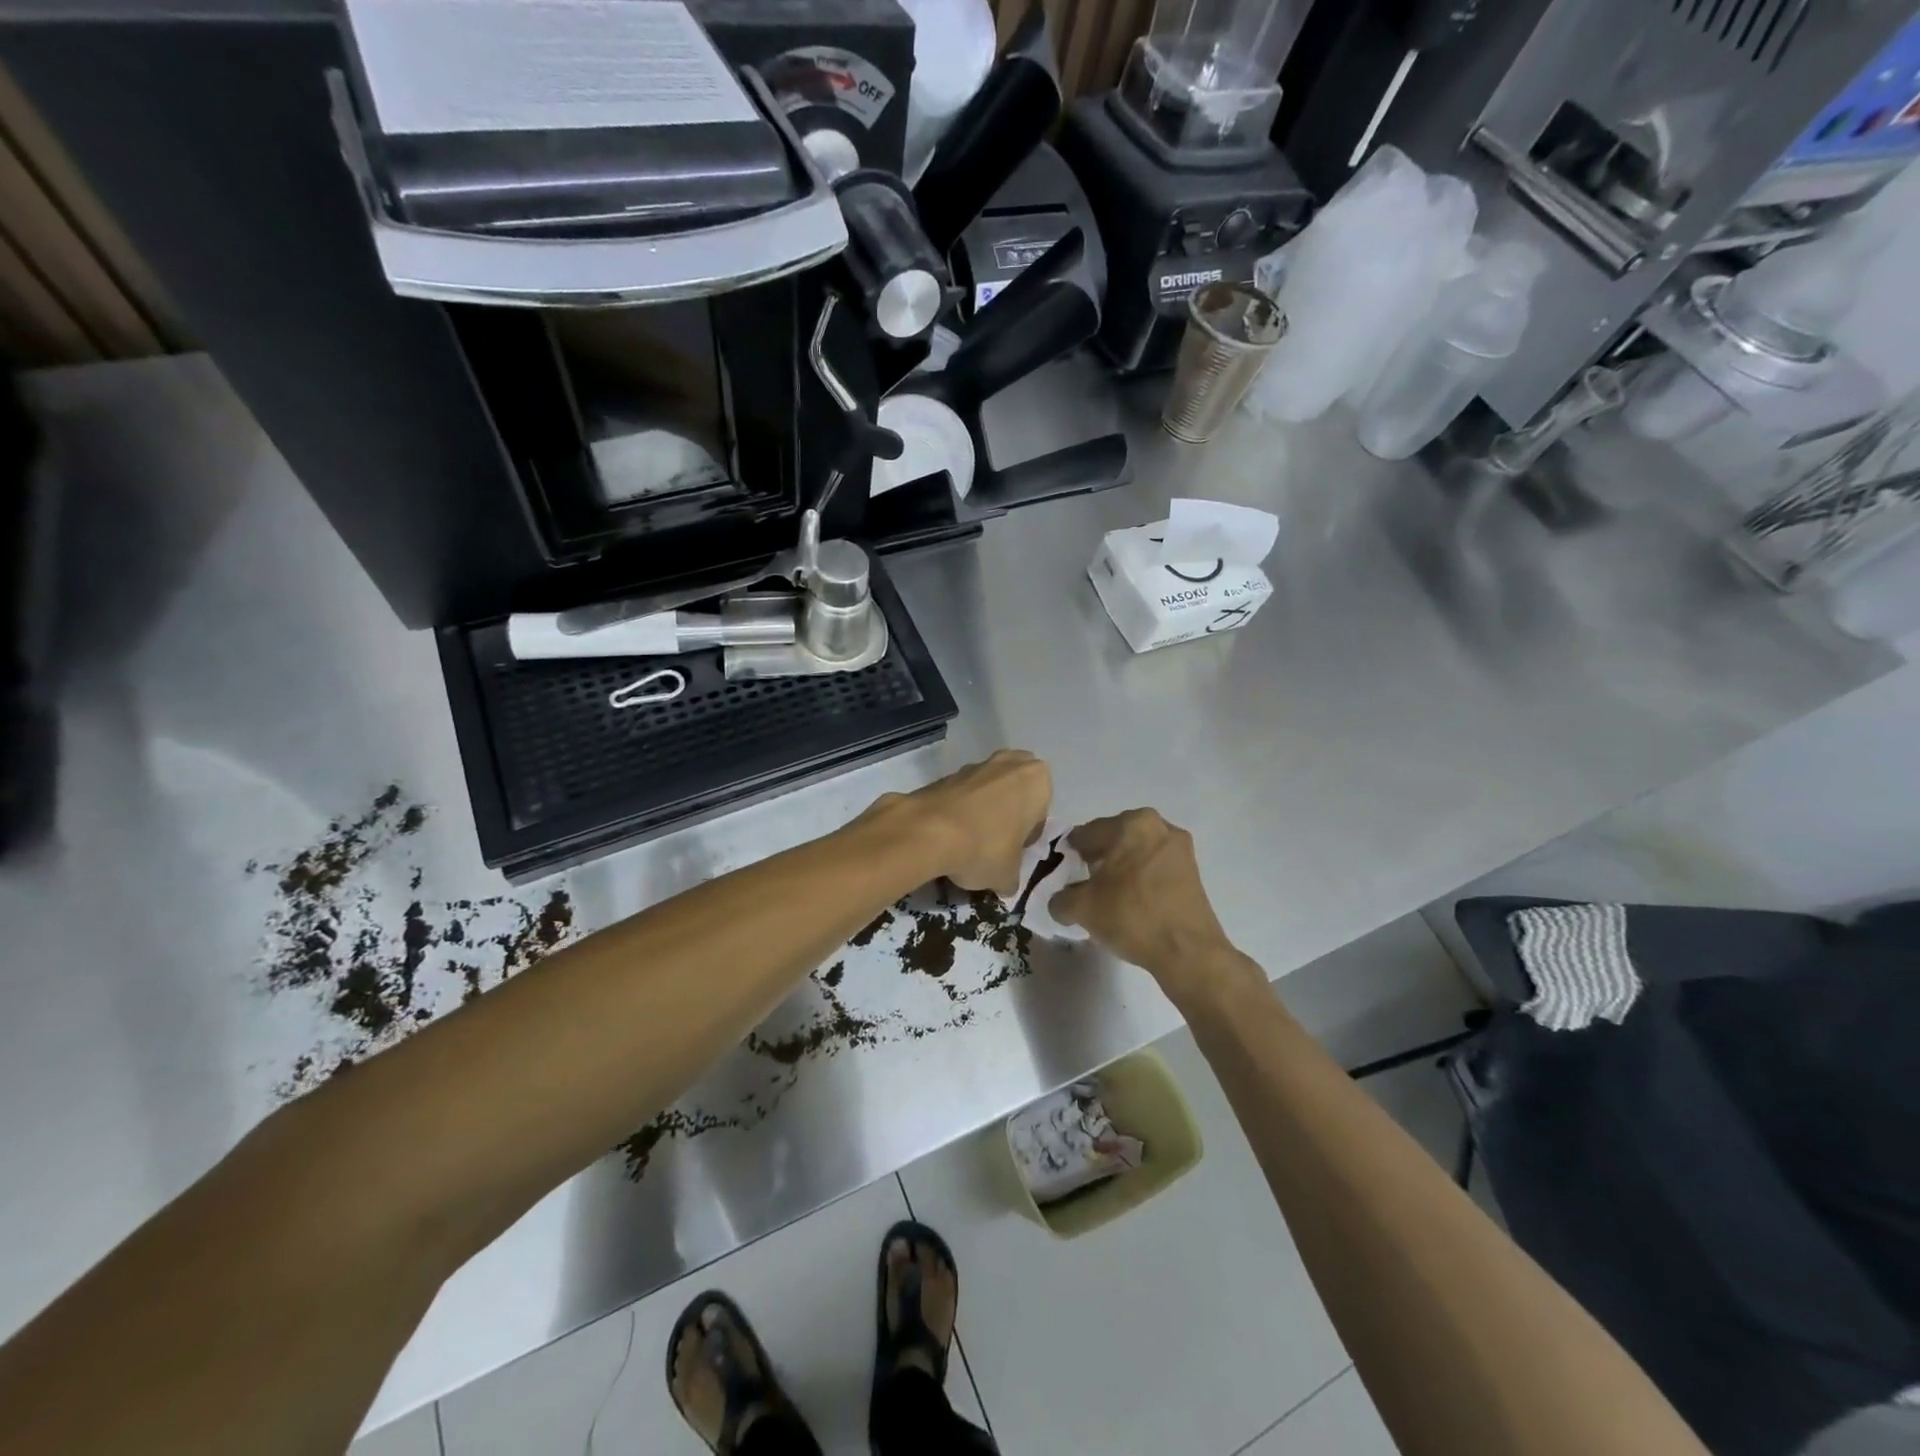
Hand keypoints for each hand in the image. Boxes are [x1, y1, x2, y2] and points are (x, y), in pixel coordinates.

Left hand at [889, 750, 1050, 896]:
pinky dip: (958, 811)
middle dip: (1006, 815)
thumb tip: (1004, 884)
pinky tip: (948, 836)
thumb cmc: (985, 847)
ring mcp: (975, 765)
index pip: (1039, 813)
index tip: (1012, 854)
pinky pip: (960, 795)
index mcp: (1037, 780)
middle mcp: (1009, 763)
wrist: (929, 831)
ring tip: (967, 843)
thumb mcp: (1007, 876)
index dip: (1026, 837)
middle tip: (995, 844)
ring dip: (981, 812)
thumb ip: (1011, 878)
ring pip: (986, 792)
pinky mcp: (945, 773)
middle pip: (1013, 794)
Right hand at [1049, 810, 1258, 1000]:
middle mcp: (1158, 826)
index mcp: (1131, 824)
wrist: (1189, 952)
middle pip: (1113, 839)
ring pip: (1135, 853)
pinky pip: (1153, 867)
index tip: (1061, 874)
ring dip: (1119, 870)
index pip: (1086, 833)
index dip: (1069, 854)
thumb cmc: (1132, 916)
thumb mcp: (1082, 909)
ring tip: (1106, 897)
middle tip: (1082, 886)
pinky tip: (1130, 903)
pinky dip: (1139, 879)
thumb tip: (1060, 901)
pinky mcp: (1192, 872)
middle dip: (1096, 860)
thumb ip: (1060, 899)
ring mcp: (1179, 848)